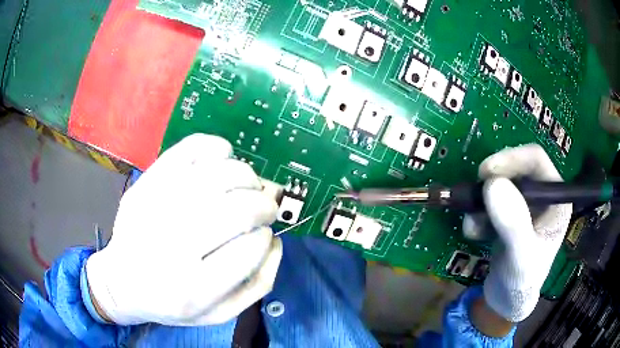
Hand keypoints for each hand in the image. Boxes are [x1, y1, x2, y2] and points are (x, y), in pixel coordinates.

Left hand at [85, 134, 281, 325]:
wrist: (121, 283)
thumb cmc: (172, 304)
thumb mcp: (219, 314)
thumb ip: (255, 284)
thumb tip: (275, 241)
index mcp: (194, 289)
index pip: (249, 249)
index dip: (266, 236)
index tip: (264, 234)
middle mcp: (172, 248)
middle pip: (237, 210)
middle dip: (263, 204)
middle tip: (265, 206)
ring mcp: (156, 208)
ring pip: (218, 175)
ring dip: (246, 175)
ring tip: (248, 185)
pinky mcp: (146, 183)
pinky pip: (190, 149)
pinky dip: (217, 148)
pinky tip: (223, 157)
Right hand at [465, 144, 571, 322]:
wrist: (506, 301)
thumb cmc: (522, 281)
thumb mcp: (521, 256)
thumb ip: (513, 223)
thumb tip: (492, 184)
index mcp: (556, 199)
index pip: (537, 160)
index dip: (512, 158)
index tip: (486, 172)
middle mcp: (542, 196)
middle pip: (517, 169)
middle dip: (494, 180)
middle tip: (475, 192)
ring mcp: (525, 206)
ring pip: (501, 185)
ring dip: (482, 201)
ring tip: (473, 223)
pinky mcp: (509, 216)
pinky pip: (491, 203)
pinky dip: (479, 214)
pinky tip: (474, 233)